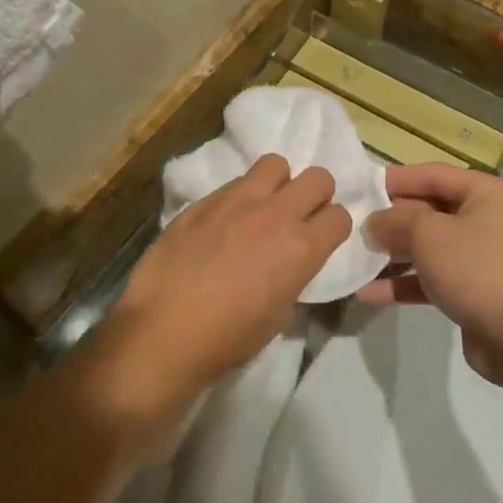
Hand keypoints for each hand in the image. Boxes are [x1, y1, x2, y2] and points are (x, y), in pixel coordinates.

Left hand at [82, 156, 349, 451]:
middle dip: (315, 196)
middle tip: (299, 217)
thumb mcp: (278, 314)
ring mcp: (236, 202)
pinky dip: (239, 196)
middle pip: (317, 178)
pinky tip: (223, 222)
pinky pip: (233, 182)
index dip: (333, 228)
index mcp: (301, 248)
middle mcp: (275, 215)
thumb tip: (288, 265)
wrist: (163, 333)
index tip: (321, 240)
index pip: (340, 216)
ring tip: (262, 208)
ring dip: (277, 184)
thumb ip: (292, 275)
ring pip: (275, 164)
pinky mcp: (202, 202)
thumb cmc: (228, 339)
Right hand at [358, 164, 502, 385]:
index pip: (435, 175)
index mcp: (489, 194)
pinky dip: (406, 283)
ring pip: (432, 247)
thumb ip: (395, 220)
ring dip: (396, 253)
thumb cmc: (475, 268)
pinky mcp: (477, 292)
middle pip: (433, 211)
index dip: (398, 179)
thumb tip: (375, 221)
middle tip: (357, 223)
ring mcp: (485, 258)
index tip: (363, 186)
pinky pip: (436, 279)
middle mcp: (491, 220)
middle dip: (394, 219)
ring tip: (359, 256)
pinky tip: (370, 293)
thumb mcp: (427, 234)